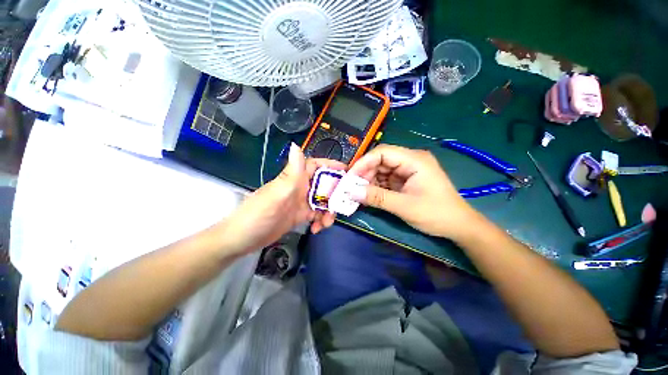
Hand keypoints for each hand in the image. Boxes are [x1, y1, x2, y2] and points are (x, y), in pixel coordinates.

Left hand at [221, 144, 345, 254]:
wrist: (242, 239)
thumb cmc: (258, 215)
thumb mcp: (277, 194)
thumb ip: (291, 173)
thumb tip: (297, 145)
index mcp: (294, 179)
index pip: (315, 166)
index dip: (331, 165)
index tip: (347, 172)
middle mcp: (299, 188)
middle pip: (324, 185)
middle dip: (334, 196)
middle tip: (339, 207)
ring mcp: (300, 202)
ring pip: (323, 202)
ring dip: (328, 211)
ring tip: (325, 223)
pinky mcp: (300, 216)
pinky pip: (317, 215)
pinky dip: (321, 221)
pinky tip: (317, 229)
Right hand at [348, 144, 477, 238]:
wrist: (458, 226)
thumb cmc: (436, 214)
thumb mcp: (404, 206)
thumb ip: (377, 198)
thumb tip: (351, 192)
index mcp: (414, 160)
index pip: (383, 152)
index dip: (364, 162)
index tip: (350, 177)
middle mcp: (410, 160)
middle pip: (381, 160)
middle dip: (365, 173)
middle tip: (352, 188)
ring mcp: (408, 170)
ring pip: (381, 170)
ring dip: (369, 181)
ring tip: (359, 193)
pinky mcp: (406, 180)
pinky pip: (386, 179)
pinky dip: (376, 186)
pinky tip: (369, 195)